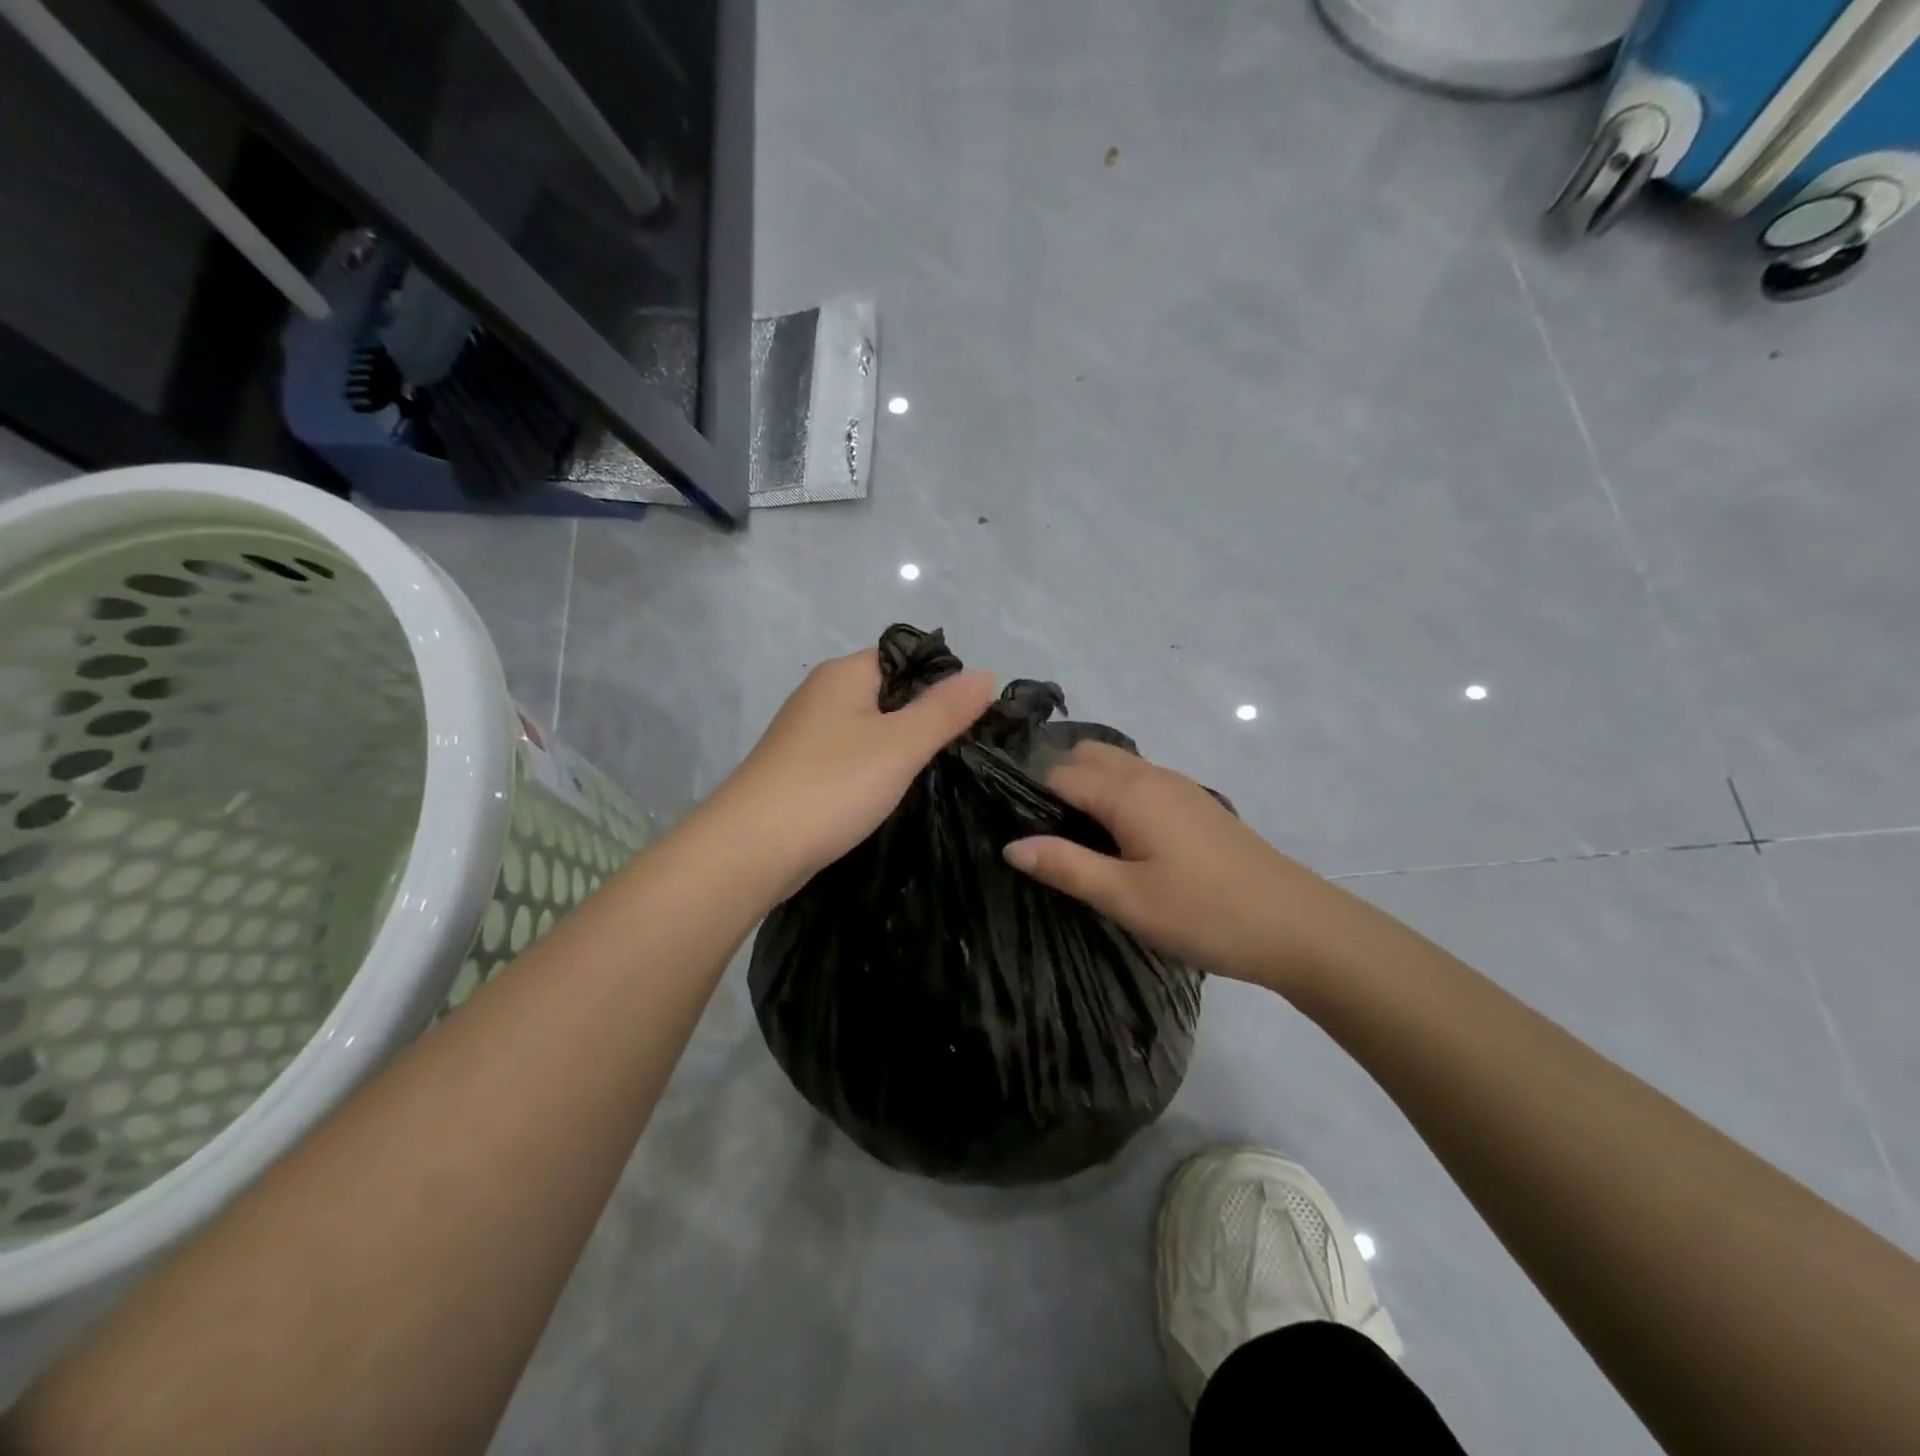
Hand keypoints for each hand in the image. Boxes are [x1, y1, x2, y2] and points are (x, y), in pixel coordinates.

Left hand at [711, 647, 995, 891]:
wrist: (751, 849)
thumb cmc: (832, 785)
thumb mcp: (900, 745)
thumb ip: (945, 710)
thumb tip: (985, 674)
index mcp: (844, 674)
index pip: (905, 657)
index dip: (942, 680)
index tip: (974, 717)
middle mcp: (822, 694)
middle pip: (889, 693)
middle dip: (925, 717)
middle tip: (964, 749)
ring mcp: (807, 734)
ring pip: (870, 728)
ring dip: (901, 747)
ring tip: (938, 773)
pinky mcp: (801, 770)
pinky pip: (851, 757)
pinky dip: (875, 770)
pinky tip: (893, 792)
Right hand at [1003, 742, 1344, 991]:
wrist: (1296, 926)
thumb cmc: (1205, 913)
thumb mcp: (1126, 898)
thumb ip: (1066, 866)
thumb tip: (1011, 844)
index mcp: (1129, 792)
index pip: (1058, 773)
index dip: (1027, 793)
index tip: (1005, 824)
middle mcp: (1151, 775)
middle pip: (1086, 756)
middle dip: (1054, 781)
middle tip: (1038, 832)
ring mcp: (1178, 787)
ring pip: (1115, 766)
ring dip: (1086, 787)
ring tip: (1070, 838)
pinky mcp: (1195, 805)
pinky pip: (1139, 782)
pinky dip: (1114, 795)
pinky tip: (1115, 839)